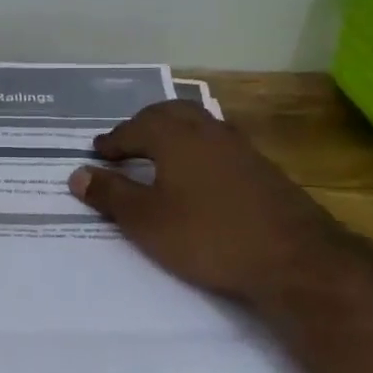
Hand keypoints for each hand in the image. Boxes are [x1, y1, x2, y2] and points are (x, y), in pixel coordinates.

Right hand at [68, 100, 345, 306]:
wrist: (294, 259)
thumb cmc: (207, 236)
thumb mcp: (146, 221)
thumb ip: (111, 194)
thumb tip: (78, 173)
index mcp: (175, 136)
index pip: (134, 128)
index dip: (113, 141)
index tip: (98, 152)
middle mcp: (207, 131)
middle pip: (169, 114)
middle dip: (143, 125)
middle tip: (126, 144)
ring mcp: (240, 147)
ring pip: (198, 126)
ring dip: (173, 134)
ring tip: (159, 155)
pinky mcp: (263, 169)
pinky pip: (218, 145)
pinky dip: (197, 150)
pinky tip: (198, 175)